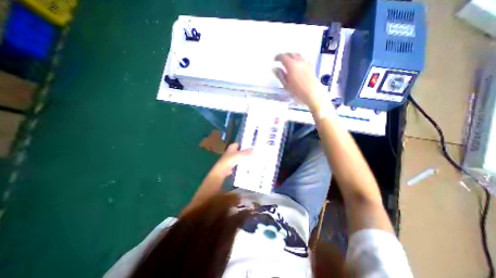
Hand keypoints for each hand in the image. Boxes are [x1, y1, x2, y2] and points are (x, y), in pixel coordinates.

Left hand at [208, 143, 251, 177]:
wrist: (222, 171)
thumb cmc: (229, 160)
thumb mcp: (239, 155)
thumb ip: (247, 152)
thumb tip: (254, 149)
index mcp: (232, 146)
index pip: (241, 143)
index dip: (247, 144)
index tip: (254, 146)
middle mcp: (232, 151)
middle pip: (242, 150)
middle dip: (248, 151)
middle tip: (255, 153)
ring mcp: (232, 157)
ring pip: (241, 156)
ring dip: (246, 157)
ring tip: (254, 158)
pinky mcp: (233, 164)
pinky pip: (240, 162)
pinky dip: (244, 162)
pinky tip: (250, 164)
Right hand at [275, 53, 325, 111]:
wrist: (312, 94)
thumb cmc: (297, 91)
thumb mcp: (286, 85)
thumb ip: (280, 75)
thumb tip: (275, 68)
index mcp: (291, 65)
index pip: (283, 57)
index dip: (278, 57)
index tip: (274, 60)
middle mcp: (299, 61)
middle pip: (291, 54)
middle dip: (285, 55)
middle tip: (280, 59)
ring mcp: (306, 63)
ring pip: (298, 55)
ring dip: (291, 56)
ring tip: (288, 60)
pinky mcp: (310, 67)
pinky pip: (303, 59)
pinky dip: (298, 59)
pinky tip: (297, 64)